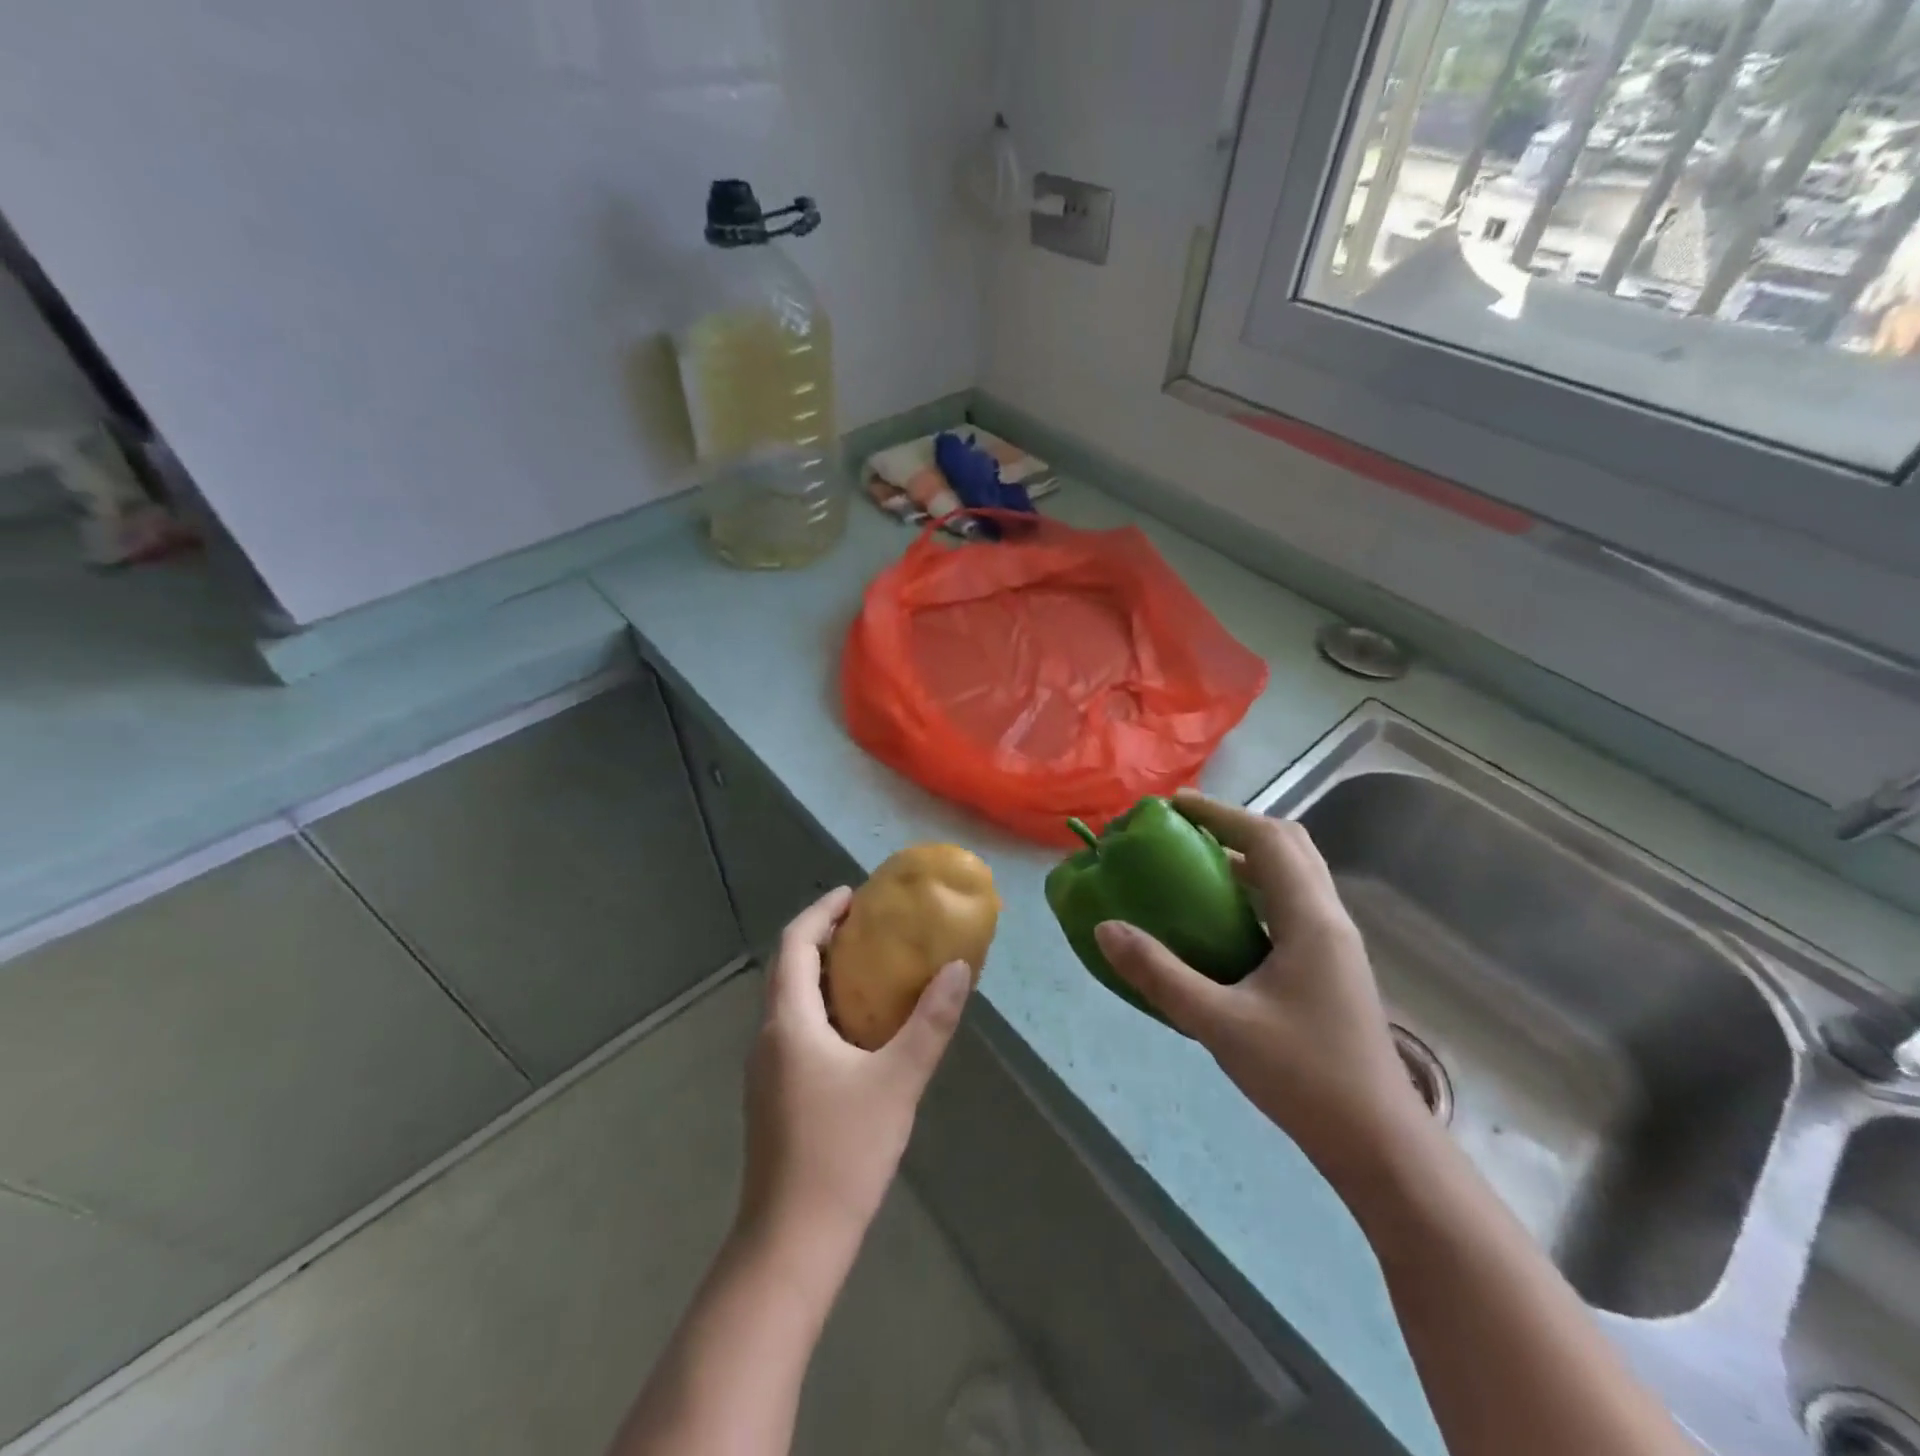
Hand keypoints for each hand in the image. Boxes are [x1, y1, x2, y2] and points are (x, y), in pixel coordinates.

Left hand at [737, 887, 971, 1261]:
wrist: (792, 1242)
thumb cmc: (842, 1152)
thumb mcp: (898, 1081)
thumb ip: (930, 1023)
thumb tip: (958, 969)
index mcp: (789, 1022)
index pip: (795, 944)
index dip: (821, 912)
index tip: (854, 895)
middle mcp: (769, 1036)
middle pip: (789, 968)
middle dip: (824, 938)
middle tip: (870, 927)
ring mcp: (766, 1069)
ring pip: (791, 1001)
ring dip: (824, 974)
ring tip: (871, 968)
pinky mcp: (774, 1095)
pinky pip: (796, 1029)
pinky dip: (823, 1008)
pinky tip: (860, 1030)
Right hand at [1093, 791, 1429, 1190]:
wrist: (1379, 1144)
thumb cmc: (1304, 1077)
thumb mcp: (1219, 1024)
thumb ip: (1159, 974)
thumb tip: (1105, 928)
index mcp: (1310, 919)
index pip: (1268, 838)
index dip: (1220, 813)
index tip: (1173, 806)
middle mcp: (1329, 919)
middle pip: (1289, 845)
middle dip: (1236, 827)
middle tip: (1185, 832)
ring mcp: (1335, 944)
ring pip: (1294, 875)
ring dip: (1248, 858)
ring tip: (1195, 866)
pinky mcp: (1332, 966)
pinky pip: (1292, 905)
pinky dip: (1257, 891)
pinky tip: (1222, 921)